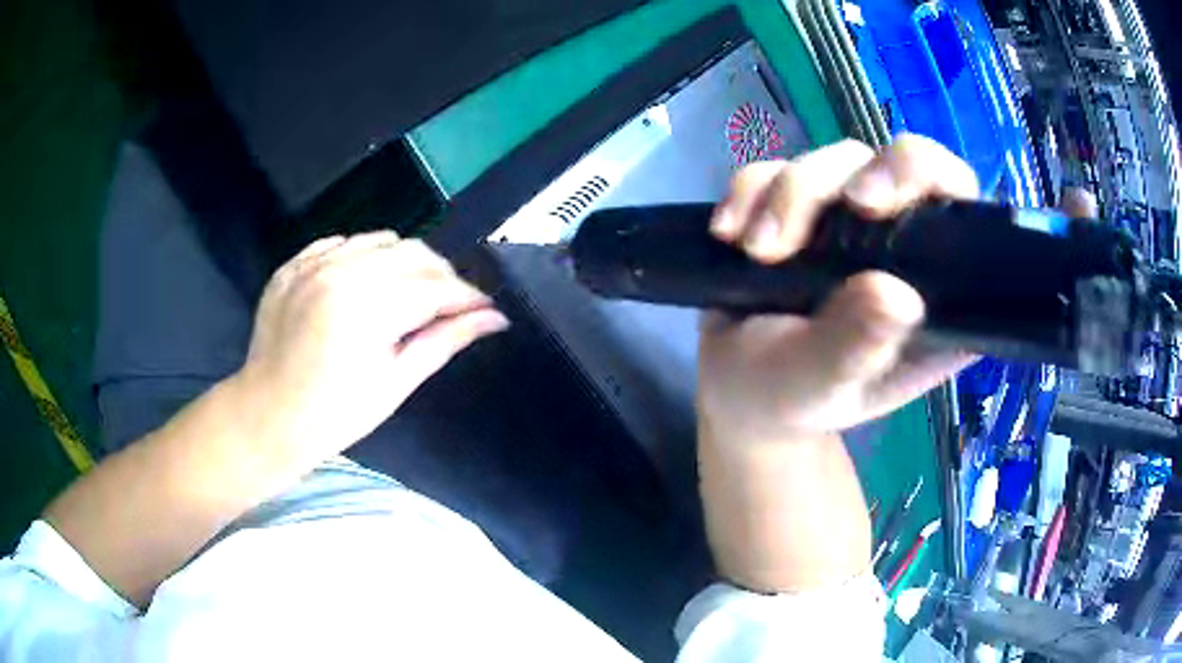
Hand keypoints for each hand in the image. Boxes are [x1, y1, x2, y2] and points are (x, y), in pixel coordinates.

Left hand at [236, 231, 507, 462]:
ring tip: (408, 295)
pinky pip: (342, 243)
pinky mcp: (293, 264)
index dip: (468, 297)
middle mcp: (339, 272)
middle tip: (451, 307)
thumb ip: (445, 341)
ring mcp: (311, 264)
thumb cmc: (335, 415)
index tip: (487, 310)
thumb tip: (494, 318)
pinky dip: (364, 258)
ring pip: (380, 240)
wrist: (267, 416)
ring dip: (405, 263)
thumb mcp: (396, 383)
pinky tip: (366, 285)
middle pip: (413, 253)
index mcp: (366, 309)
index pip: (435, 287)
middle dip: (442, 276)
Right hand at [699, 136, 978, 443]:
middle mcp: (903, 248)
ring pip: (835, 161)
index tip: (874, 202)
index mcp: (934, 297)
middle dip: (839, 179)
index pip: (958, 211)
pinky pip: (779, 168)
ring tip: (752, 251)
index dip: (928, 180)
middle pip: (895, 163)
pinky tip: (727, 232)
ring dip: (786, 195)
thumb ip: (857, 346)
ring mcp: (854, 223)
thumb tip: (898, 294)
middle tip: (795, 225)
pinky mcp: (805, 207)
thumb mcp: (821, 385)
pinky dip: (749, 191)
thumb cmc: (786, 398)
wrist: (735, 389)